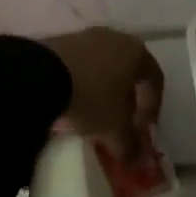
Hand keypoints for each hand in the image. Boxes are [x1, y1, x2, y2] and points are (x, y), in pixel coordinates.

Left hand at [41, 28, 163, 158]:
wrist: (40, 74)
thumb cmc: (92, 97)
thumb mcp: (114, 129)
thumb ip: (129, 145)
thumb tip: (135, 160)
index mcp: (137, 53)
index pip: (155, 81)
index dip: (152, 109)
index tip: (140, 131)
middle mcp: (116, 38)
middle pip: (129, 71)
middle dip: (127, 99)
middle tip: (119, 123)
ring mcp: (87, 36)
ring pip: (104, 67)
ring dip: (103, 91)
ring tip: (93, 115)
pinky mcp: (61, 40)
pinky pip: (81, 64)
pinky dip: (82, 83)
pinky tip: (72, 101)